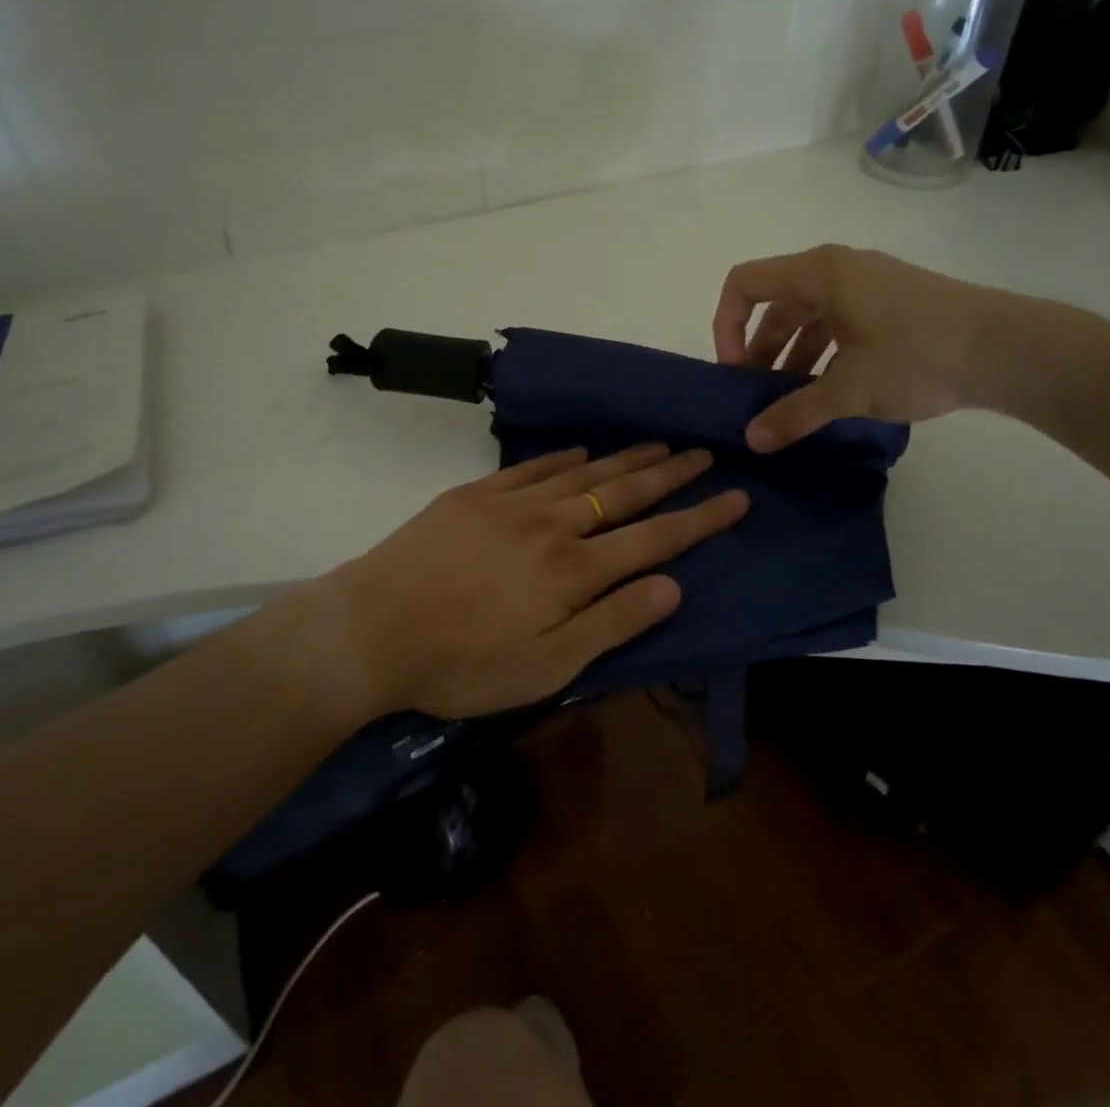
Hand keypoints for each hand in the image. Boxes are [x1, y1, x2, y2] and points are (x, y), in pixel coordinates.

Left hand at [320, 444, 748, 717]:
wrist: (372, 628)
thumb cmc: (463, 663)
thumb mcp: (547, 666)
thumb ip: (613, 623)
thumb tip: (673, 586)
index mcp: (575, 570)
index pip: (656, 538)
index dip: (700, 518)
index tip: (737, 496)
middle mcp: (553, 525)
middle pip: (625, 493)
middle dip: (671, 474)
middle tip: (704, 453)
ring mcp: (512, 503)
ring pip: (585, 473)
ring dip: (626, 458)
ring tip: (660, 443)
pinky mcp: (476, 495)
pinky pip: (533, 468)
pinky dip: (563, 458)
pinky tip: (581, 451)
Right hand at [712, 244, 1042, 450]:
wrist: (1011, 349)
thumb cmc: (919, 355)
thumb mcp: (849, 389)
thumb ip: (795, 414)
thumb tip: (752, 440)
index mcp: (819, 273)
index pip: (744, 284)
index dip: (726, 326)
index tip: (734, 373)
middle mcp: (838, 271)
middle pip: (775, 305)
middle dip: (758, 352)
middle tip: (756, 398)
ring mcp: (868, 287)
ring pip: (808, 319)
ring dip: (791, 359)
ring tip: (789, 405)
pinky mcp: (891, 307)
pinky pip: (838, 327)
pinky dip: (823, 357)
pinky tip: (828, 395)